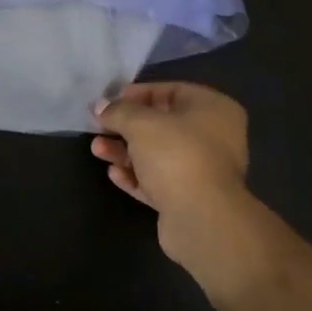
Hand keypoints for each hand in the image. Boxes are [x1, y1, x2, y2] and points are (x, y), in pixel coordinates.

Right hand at [93, 82, 250, 264]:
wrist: (202, 220)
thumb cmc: (176, 155)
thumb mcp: (140, 124)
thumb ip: (118, 111)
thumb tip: (100, 106)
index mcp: (213, 109)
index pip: (171, 91)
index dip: (137, 94)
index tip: (110, 102)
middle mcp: (214, 137)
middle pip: (162, 125)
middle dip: (127, 126)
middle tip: (98, 127)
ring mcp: (203, 171)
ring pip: (158, 155)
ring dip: (126, 152)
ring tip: (97, 150)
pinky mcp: (190, 199)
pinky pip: (159, 181)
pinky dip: (137, 176)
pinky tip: (114, 174)